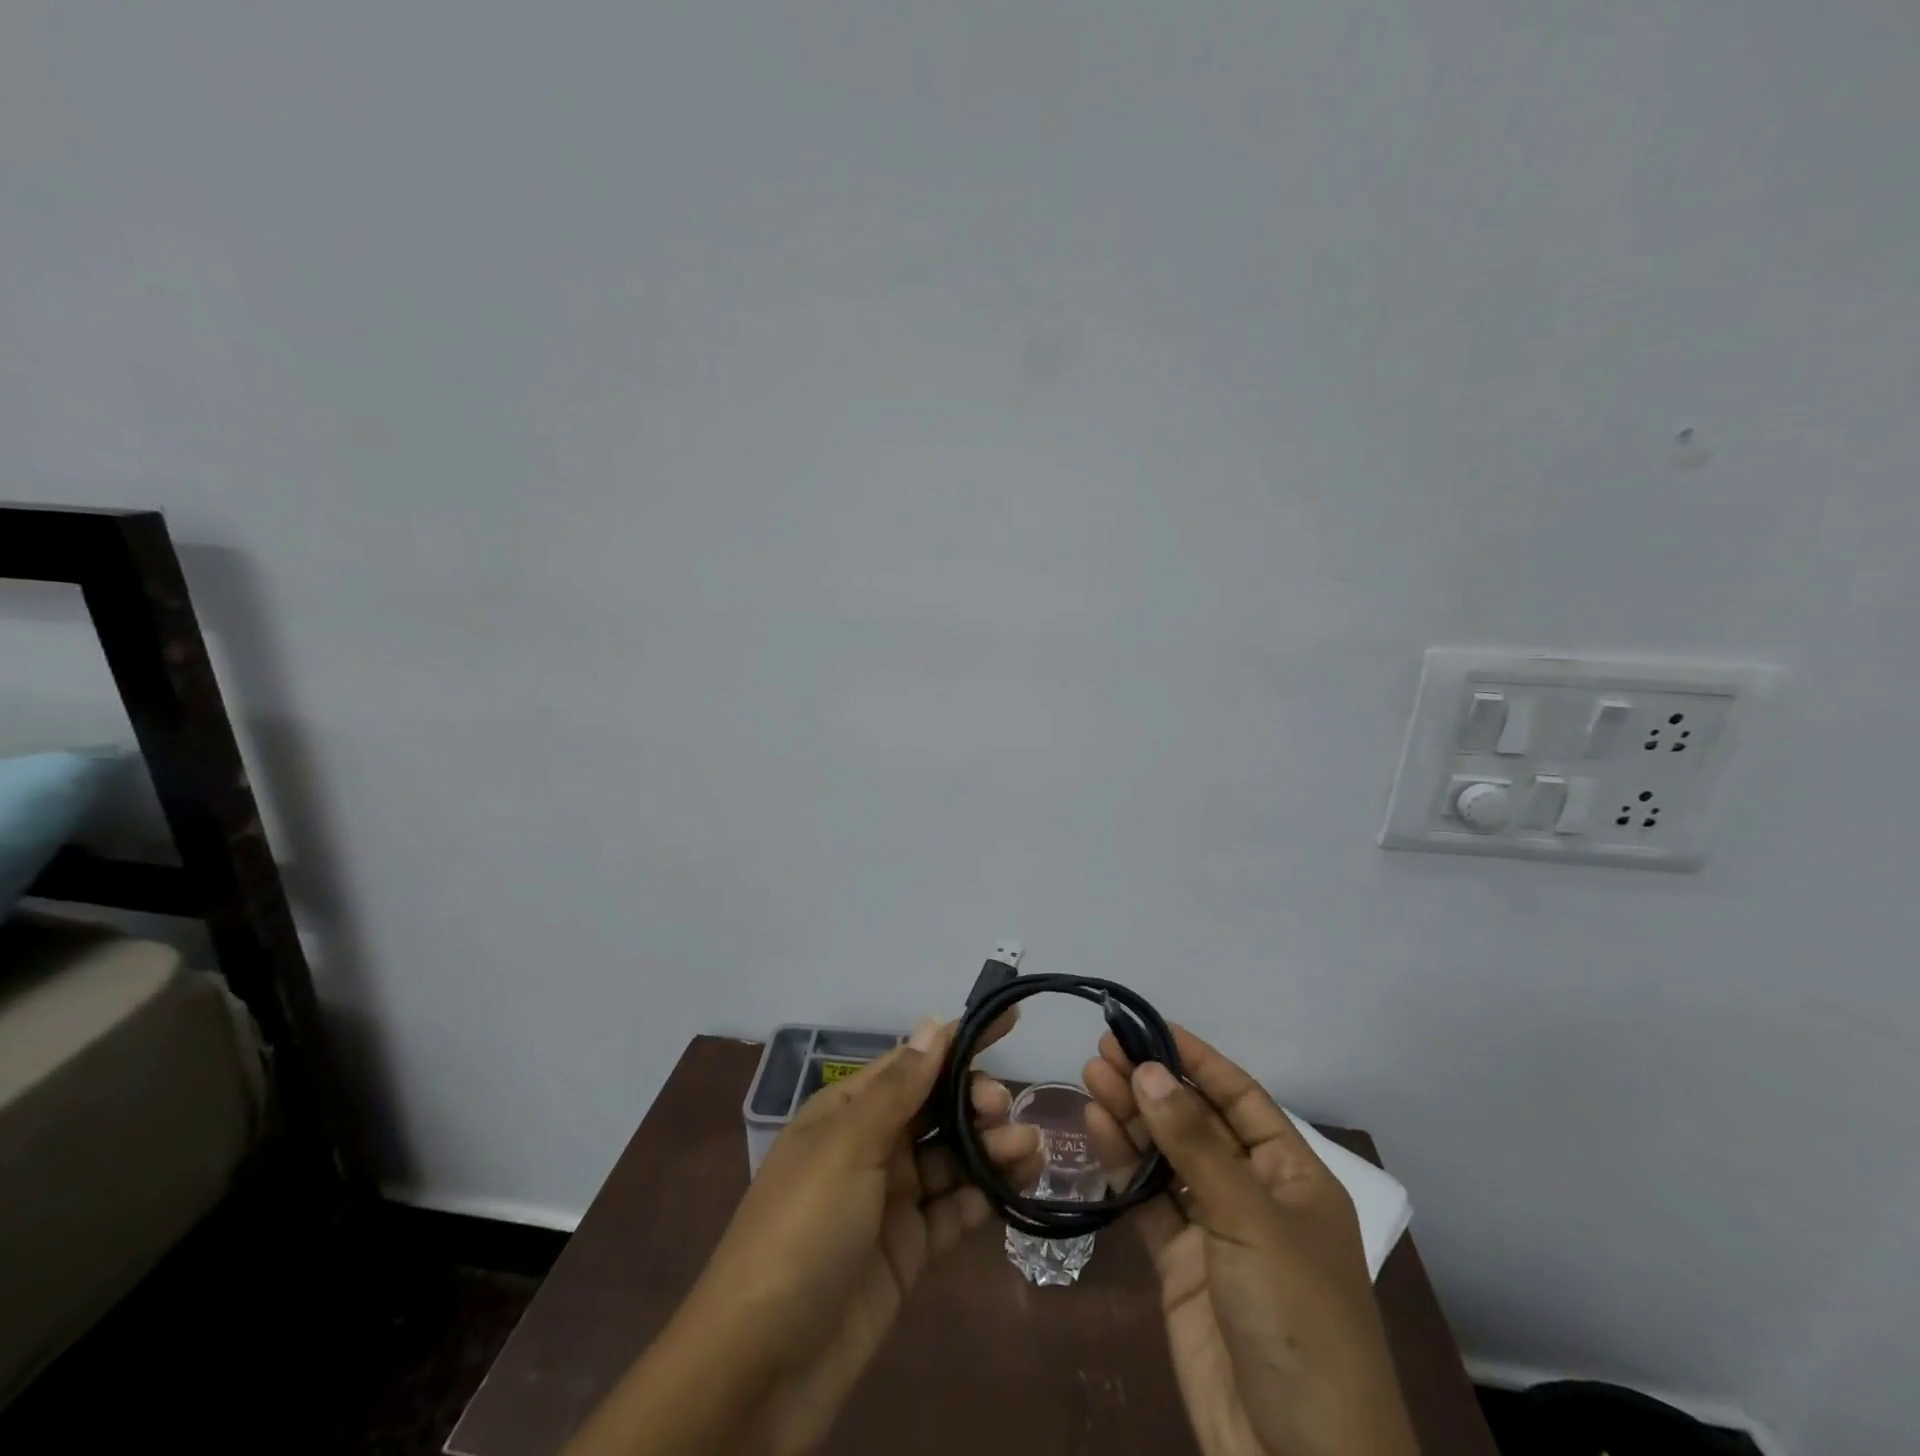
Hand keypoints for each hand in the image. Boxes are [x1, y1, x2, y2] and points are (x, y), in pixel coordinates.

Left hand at [565, 1015, 1040, 1455]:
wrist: (759, 1369)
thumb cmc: (801, 1233)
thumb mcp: (847, 1148)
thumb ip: (898, 1088)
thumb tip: (934, 1025)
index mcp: (846, 1112)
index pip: (913, 1062)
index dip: (960, 1040)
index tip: (1010, 1019)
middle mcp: (870, 1147)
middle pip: (936, 1108)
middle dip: (976, 1100)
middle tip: (1004, 1112)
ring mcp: (889, 1201)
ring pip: (952, 1158)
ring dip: (991, 1147)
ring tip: (1032, 1150)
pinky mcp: (907, 1251)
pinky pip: (954, 1211)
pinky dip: (985, 1196)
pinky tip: (1016, 1187)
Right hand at [1084, 1027, 1416, 1455]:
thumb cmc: (1297, 1323)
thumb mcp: (1251, 1223)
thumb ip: (1194, 1146)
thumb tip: (1147, 1071)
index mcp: (1292, 1176)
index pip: (1239, 1096)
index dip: (1195, 1058)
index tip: (1148, 1025)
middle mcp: (1252, 1193)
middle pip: (1195, 1121)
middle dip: (1153, 1083)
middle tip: (1103, 1047)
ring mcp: (1213, 1230)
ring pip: (1165, 1156)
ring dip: (1131, 1116)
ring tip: (1092, 1075)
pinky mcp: (1179, 1265)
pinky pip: (1146, 1200)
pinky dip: (1121, 1165)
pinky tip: (1097, 1128)